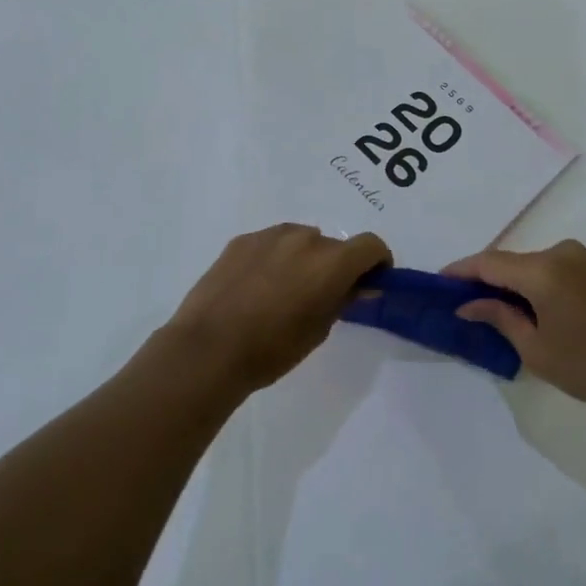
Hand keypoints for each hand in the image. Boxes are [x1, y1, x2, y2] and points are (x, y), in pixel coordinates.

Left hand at [162, 224, 390, 395]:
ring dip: (304, 258)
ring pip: (301, 240)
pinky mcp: (242, 240)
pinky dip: (275, 258)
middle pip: (334, 245)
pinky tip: (257, 287)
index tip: (370, 282)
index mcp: (331, 261)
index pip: (371, 245)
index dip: (377, 262)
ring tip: (284, 291)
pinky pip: (271, 244)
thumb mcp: (319, 330)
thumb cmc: (272, 349)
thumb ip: (344, 300)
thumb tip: (360, 286)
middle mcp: (305, 238)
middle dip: (336, 265)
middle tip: (321, 296)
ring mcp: (270, 235)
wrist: (208, 349)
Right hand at [445, 240, 585, 416]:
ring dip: (512, 283)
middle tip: (463, 304)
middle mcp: (561, 253)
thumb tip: (468, 304)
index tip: (438, 283)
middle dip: (485, 280)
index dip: (460, 271)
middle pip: (511, 262)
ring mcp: (584, 258)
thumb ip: (500, 318)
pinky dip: (535, 284)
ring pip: (533, 266)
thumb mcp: (537, 350)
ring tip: (495, 311)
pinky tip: (530, 309)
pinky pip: (554, 269)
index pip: (488, 262)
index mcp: (542, 271)